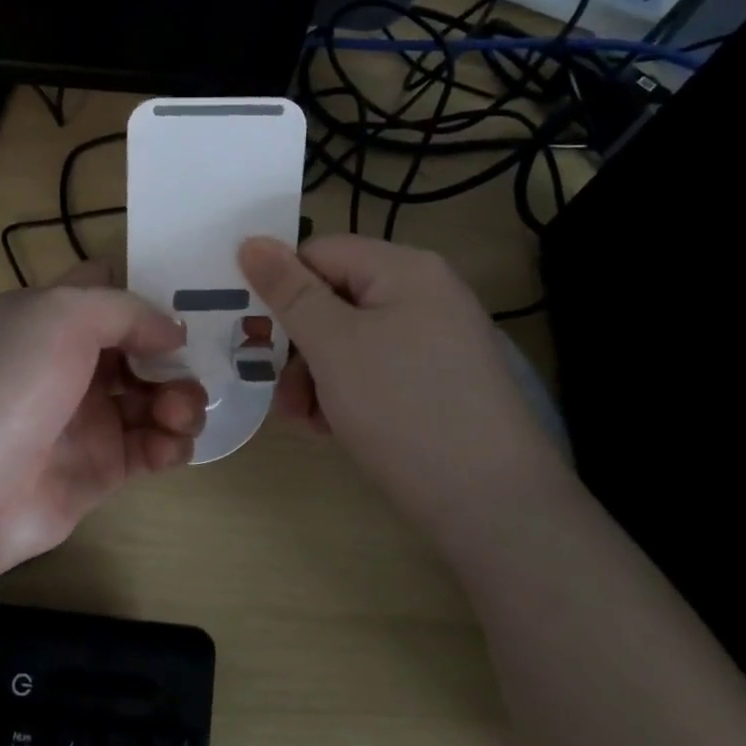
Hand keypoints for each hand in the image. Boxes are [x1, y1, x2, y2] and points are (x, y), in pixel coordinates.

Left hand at [0, 262, 207, 580]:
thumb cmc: (8, 382)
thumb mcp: (61, 315)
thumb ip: (125, 311)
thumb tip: (171, 331)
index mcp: (48, 318)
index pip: (104, 292)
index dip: (143, 293)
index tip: (184, 304)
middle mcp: (67, 364)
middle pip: (138, 349)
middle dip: (173, 356)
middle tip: (193, 371)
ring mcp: (83, 419)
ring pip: (151, 398)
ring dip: (179, 400)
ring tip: (181, 414)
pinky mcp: (97, 470)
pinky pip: (149, 448)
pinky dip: (170, 443)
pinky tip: (171, 445)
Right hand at [239, 234, 571, 523]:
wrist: (494, 505)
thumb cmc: (403, 408)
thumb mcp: (333, 345)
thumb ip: (288, 291)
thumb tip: (251, 241)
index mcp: (405, 268)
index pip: (320, 253)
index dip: (281, 287)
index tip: (252, 332)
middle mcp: (426, 293)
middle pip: (334, 299)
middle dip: (297, 345)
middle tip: (276, 390)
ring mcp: (437, 339)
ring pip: (351, 340)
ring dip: (316, 375)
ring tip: (306, 421)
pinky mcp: (440, 380)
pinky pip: (377, 368)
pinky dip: (347, 393)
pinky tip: (333, 429)